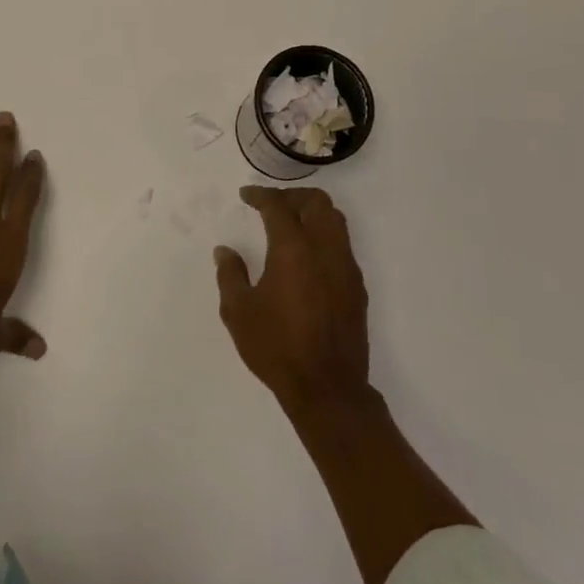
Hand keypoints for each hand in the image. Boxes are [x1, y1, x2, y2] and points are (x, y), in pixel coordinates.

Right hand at [214, 186, 370, 414]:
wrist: (327, 388)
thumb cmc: (276, 347)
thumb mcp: (239, 312)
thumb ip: (230, 275)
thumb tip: (226, 251)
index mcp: (293, 249)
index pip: (278, 207)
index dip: (260, 196)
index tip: (246, 196)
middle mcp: (324, 249)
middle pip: (317, 202)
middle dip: (293, 196)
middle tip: (272, 206)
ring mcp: (346, 267)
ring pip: (336, 220)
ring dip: (313, 213)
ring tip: (291, 225)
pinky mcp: (357, 286)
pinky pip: (343, 245)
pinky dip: (325, 236)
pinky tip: (308, 257)